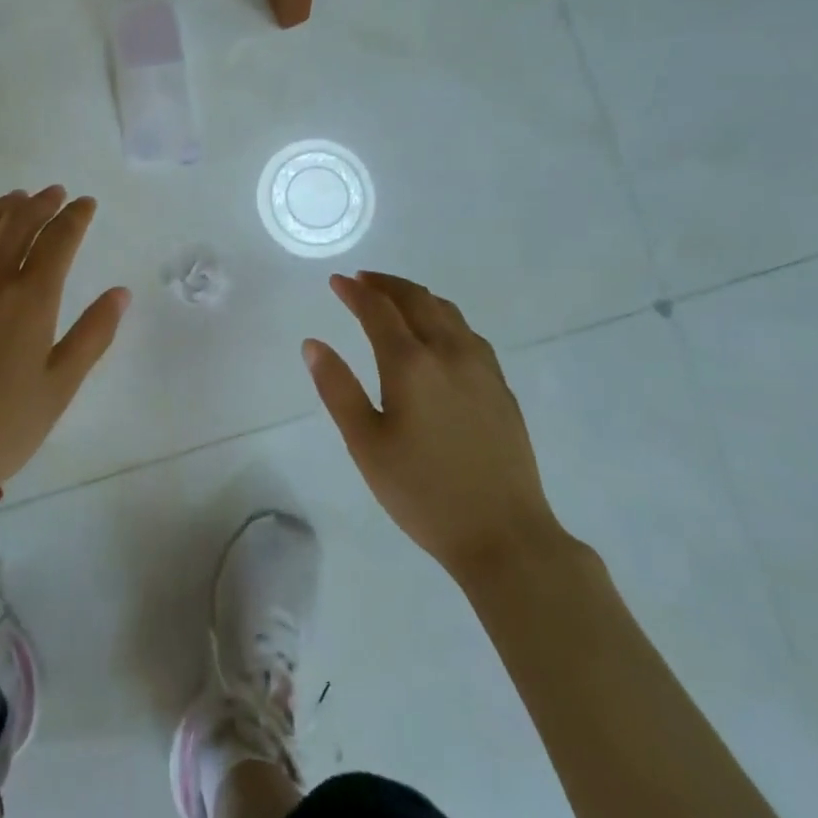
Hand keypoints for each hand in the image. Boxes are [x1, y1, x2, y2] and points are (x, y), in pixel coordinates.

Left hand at [0, 187, 130, 488]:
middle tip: (54, 193)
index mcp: (29, 298)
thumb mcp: (61, 386)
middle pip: (16, 223)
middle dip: (40, 203)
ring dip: (0, 208)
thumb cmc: (3, 425)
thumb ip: (93, 334)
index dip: (75, 216)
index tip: (85, 203)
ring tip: (15, 199)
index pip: (58, 239)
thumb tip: (119, 293)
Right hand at [304, 272, 561, 576]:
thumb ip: (337, 389)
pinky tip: (439, 332)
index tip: (336, 281)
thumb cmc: (423, 493)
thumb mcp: (366, 445)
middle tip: (362, 280)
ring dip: (416, 296)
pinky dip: (444, 316)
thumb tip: (313, 344)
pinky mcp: (501, 386)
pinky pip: (468, 332)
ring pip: (447, 311)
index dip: (354, 292)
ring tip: (395, 298)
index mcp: (410, 363)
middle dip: (385, 284)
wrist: (505, 536)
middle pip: (416, 299)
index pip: (378, 310)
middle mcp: (448, 352)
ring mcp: (481, 367)